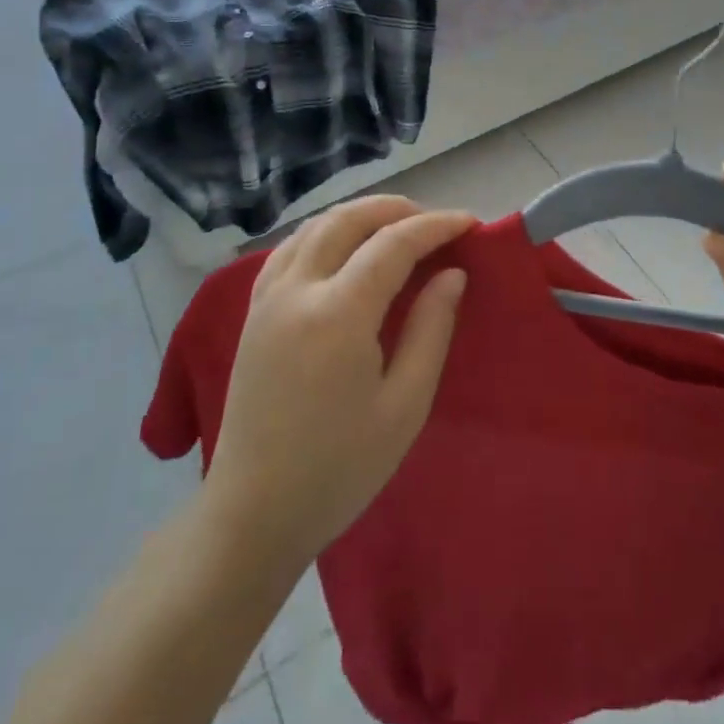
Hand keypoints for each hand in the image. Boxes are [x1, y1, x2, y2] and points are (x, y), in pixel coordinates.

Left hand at [203, 196, 474, 567]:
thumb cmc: (339, 469)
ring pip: (315, 226)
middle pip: (348, 219)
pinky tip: (343, 249)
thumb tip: (452, 274)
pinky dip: (324, 233)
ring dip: (359, 215)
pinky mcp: (253, 311)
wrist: (253, 514)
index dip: (435, 226)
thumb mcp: (404, 406)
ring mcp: (268, 297)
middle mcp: (298, 290)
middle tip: (435, 222)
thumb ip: (431, 330)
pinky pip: (290, 248)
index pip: (393, 243)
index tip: (469, 222)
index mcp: (338, 314)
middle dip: (396, 209)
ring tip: (396, 228)